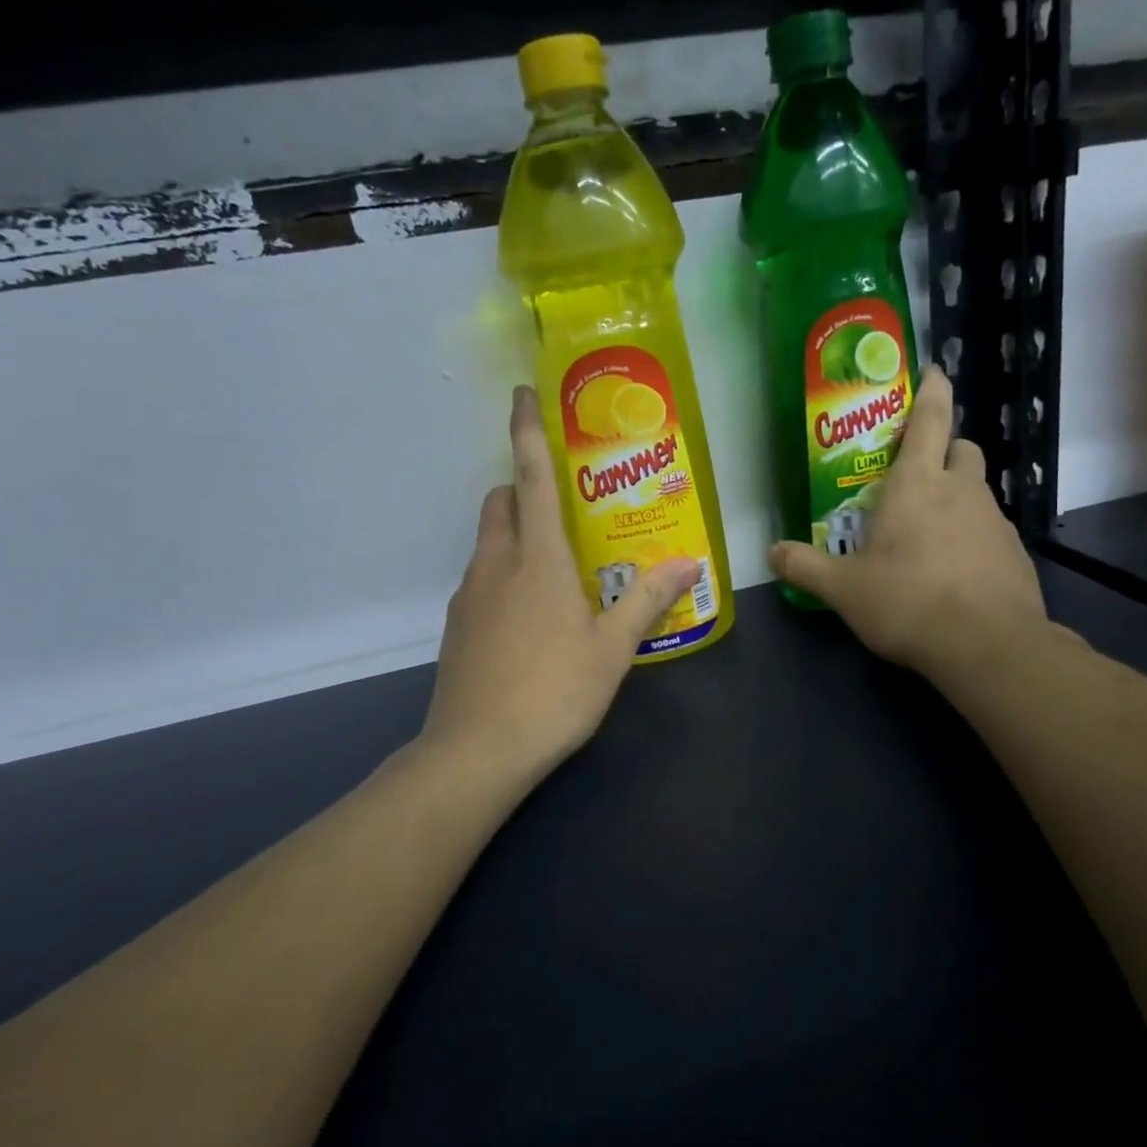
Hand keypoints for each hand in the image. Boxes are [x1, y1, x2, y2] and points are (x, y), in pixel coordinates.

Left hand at [422, 386, 698, 789]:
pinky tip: (531, 617)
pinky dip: (504, 574)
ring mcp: (469, 594)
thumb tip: (689, 561)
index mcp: (537, 557)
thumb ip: (648, 599)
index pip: (529, 476)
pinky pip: (482, 578)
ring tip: (556, 569)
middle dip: (522, 488)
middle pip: (500, 501)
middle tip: (564, 508)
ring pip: (488, 540)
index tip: (522, 394)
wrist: (478, 752)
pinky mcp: (457, 625)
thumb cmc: (554, 691)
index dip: (526, 431)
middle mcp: (496, 563)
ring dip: (515, 534)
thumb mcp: (613, 648)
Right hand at [768, 367, 1050, 687]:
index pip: (931, 419)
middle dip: (945, 449)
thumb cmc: (907, 601)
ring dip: (957, 496)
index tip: (935, 371)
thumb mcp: (843, 589)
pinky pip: (990, 529)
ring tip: (929, 533)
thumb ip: (805, 567)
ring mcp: (995, 520)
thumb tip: (771, 553)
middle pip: (962, 449)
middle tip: (918, 475)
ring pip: (978, 490)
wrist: (987, 645)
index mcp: (917, 484)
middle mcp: (961, 491)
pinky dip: (972, 535)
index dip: (933, 391)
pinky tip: (954, 571)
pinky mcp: (1014, 553)